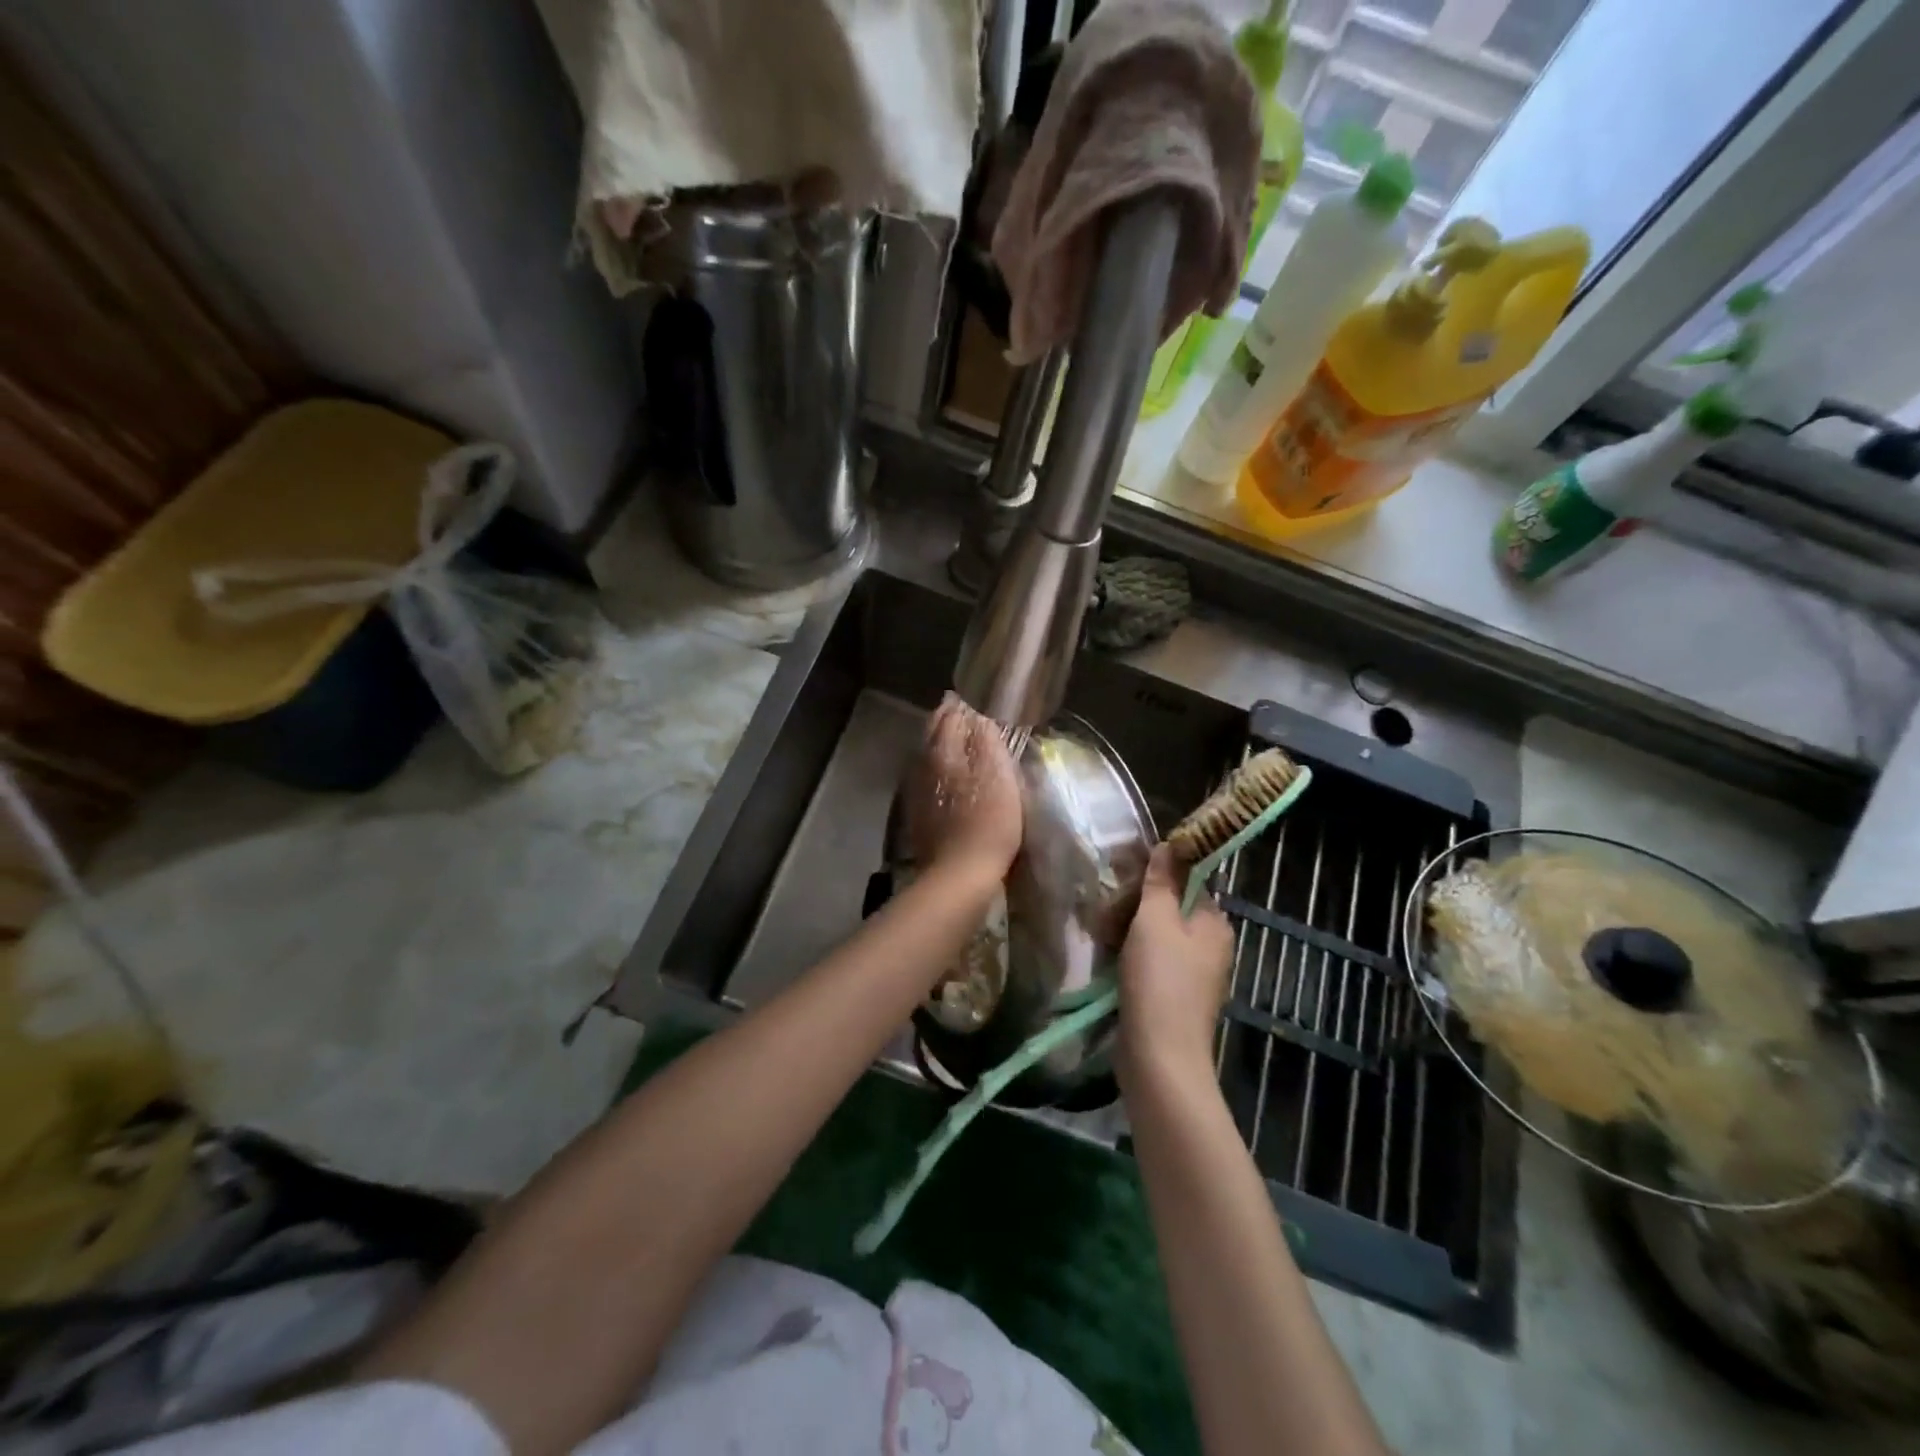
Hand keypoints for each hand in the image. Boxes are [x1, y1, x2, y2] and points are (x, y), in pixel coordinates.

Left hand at [902, 694, 1023, 882]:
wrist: (960, 873)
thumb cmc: (988, 821)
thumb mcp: (998, 775)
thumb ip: (987, 740)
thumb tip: (979, 715)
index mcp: (942, 751)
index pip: (948, 716)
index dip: (961, 707)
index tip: (972, 700)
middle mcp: (923, 765)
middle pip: (932, 734)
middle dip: (946, 721)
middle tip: (963, 715)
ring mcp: (916, 791)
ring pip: (927, 756)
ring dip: (941, 744)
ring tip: (958, 741)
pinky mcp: (918, 814)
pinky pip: (927, 779)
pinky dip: (938, 769)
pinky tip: (949, 776)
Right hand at [1118, 844, 1235, 1084]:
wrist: (1159, 1057)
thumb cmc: (1160, 980)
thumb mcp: (1156, 920)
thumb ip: (1161, 881)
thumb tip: (1170, 845)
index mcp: (1215, 923)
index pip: (1189, 881)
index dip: (1157, 873)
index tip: (1123, 872)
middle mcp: (1210, 946)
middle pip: (1170, 908)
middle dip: (1135, 904)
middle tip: (1104, 906)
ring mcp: (1192, 974)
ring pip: (1156, 936)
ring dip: (1127, 930)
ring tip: (1099, 931)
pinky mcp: (1172, 996)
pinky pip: (1150, 962)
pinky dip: (1129, 956)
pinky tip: (1106, 957)